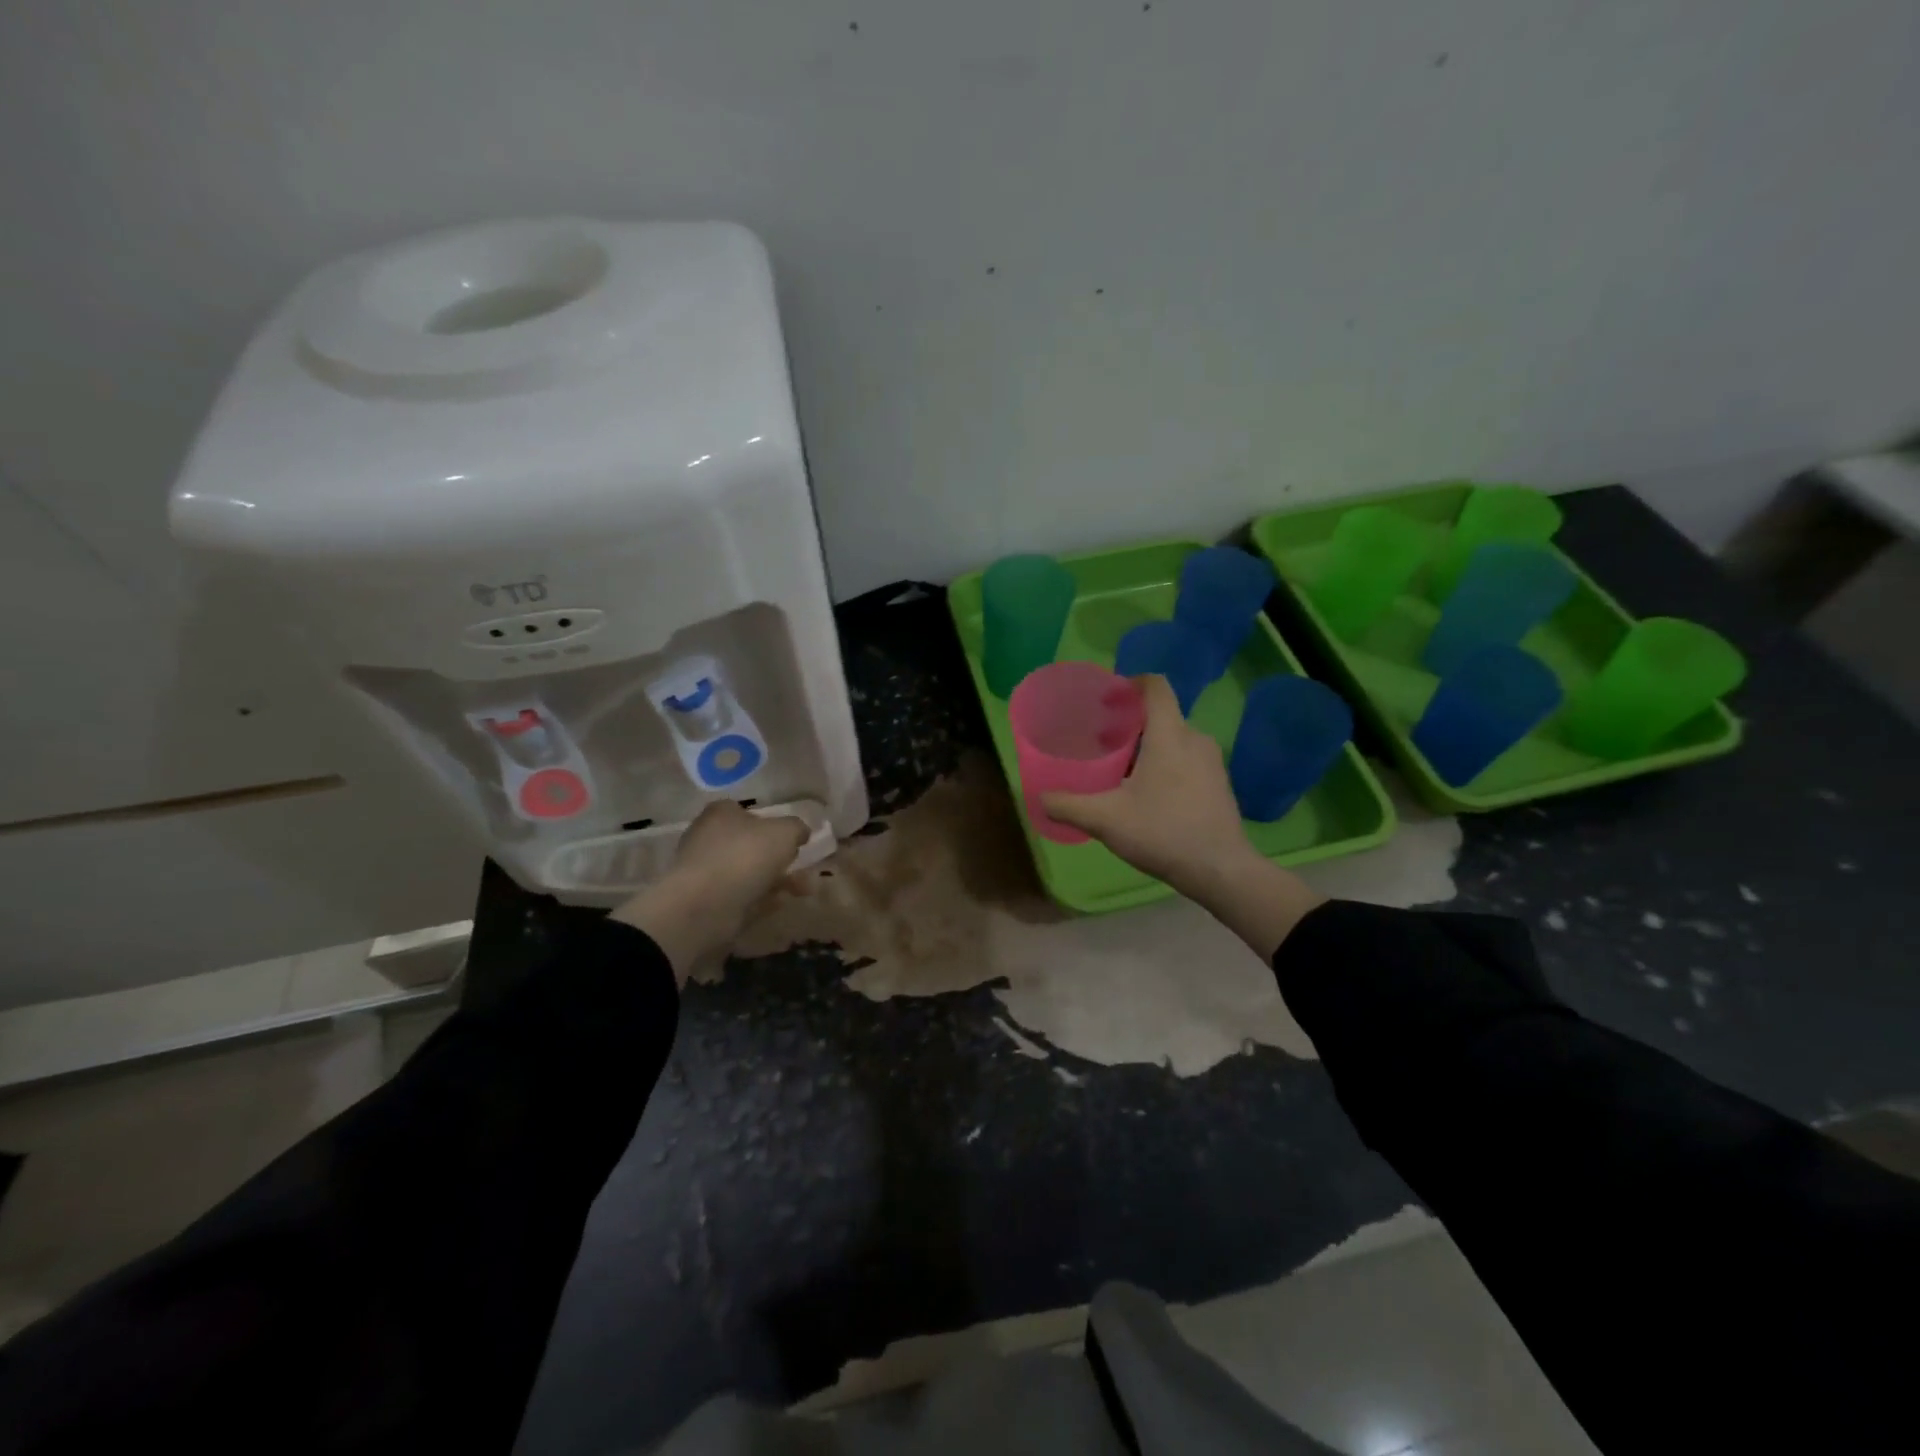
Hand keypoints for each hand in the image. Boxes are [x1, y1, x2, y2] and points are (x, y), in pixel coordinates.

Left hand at [611, 802, 806, 982]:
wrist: (705, 905)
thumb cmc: (744, 856)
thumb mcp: (784, 832)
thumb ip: (797, 828)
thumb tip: (800, 832)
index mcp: (721, 813)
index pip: (748, 812)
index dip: (773, 823)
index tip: (794, 838)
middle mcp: (709, 838)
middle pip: (750, 844)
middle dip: (780, 857)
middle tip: (803, 866)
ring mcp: (707, 872)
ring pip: (749, 872)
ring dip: (777, 880)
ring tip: (805, 889)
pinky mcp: (708, 901)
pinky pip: (743, 896)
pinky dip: (763, 898)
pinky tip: (782, 903)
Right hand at [1042, 674, 1256, 898]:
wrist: (1220, 870)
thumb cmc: (1162, 832)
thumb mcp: (1105, 820)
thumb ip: (1068, 805)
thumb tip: (1040, 798)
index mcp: (1170, 735)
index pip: (1156, 686)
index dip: (1130, 684)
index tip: (1107, 699)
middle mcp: (1195, 739)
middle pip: (1161, 714)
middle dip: (1130, 722)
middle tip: (1102, 741)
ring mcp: (1212, 762)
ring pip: (1174, 738)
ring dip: (1147, 745)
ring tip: (1120, 769)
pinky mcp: (1219, 783)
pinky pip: (1187, 758)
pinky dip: (1165, 763)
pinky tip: (1147, 793)